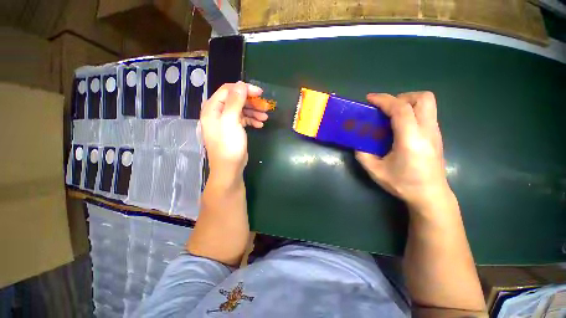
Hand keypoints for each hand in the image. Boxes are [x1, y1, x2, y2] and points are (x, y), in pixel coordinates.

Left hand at [200, 82, 267, 181]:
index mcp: (212, 108)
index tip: (259, 92)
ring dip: (254, 112)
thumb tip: (241, 84)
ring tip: (265, 117)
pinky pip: (243, 120)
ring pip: (241, 110)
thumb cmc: (228, 145)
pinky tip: (260, 125)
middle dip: (251, 102)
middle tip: (265, 106)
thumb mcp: (231, 121)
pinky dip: (252, 120)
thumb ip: (235, 102)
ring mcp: (226, 122)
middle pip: (236, 100)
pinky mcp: (233, 129)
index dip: (244, 89)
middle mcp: (217, 113)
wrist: (229, 168)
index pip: (228, 90)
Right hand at [355, 92, 449, 209]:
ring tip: (391, 116)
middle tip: (386, 109)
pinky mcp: (436, 136)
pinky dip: (412, 112)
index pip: (401, 109)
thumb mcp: (376, 171)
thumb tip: (357, 144)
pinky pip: (426, 114)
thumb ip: (363, 155)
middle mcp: (427, 131)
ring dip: (407, 103)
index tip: (369, 99)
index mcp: (411, 139)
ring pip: (427, 103)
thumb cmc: (404, 184)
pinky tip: (400, 127)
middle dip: (401, 97)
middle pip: (422, 98)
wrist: (431, 196)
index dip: (384, 100)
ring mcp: (435, 132)